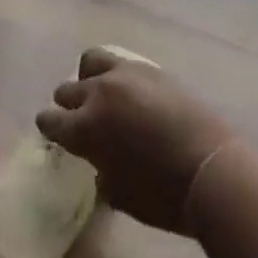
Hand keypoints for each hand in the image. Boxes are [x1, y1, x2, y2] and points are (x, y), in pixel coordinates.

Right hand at [34, 47, 236, 234]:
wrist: (208, 167)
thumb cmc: (161, 195)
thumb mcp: (119, 195)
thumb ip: (101, 172)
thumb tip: (99, 163)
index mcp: (85, 128)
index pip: (51, 121)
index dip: (49, 128)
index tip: (52, 133)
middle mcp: (99, 93)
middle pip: (68, 89)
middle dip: (67, 104)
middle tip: (76, 118)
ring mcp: (125, 74)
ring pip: (91, 61)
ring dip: (88, 77)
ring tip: (99, 93)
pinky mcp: (150, 67)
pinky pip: (121, 62)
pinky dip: (116, 74)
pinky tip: (128, 91)